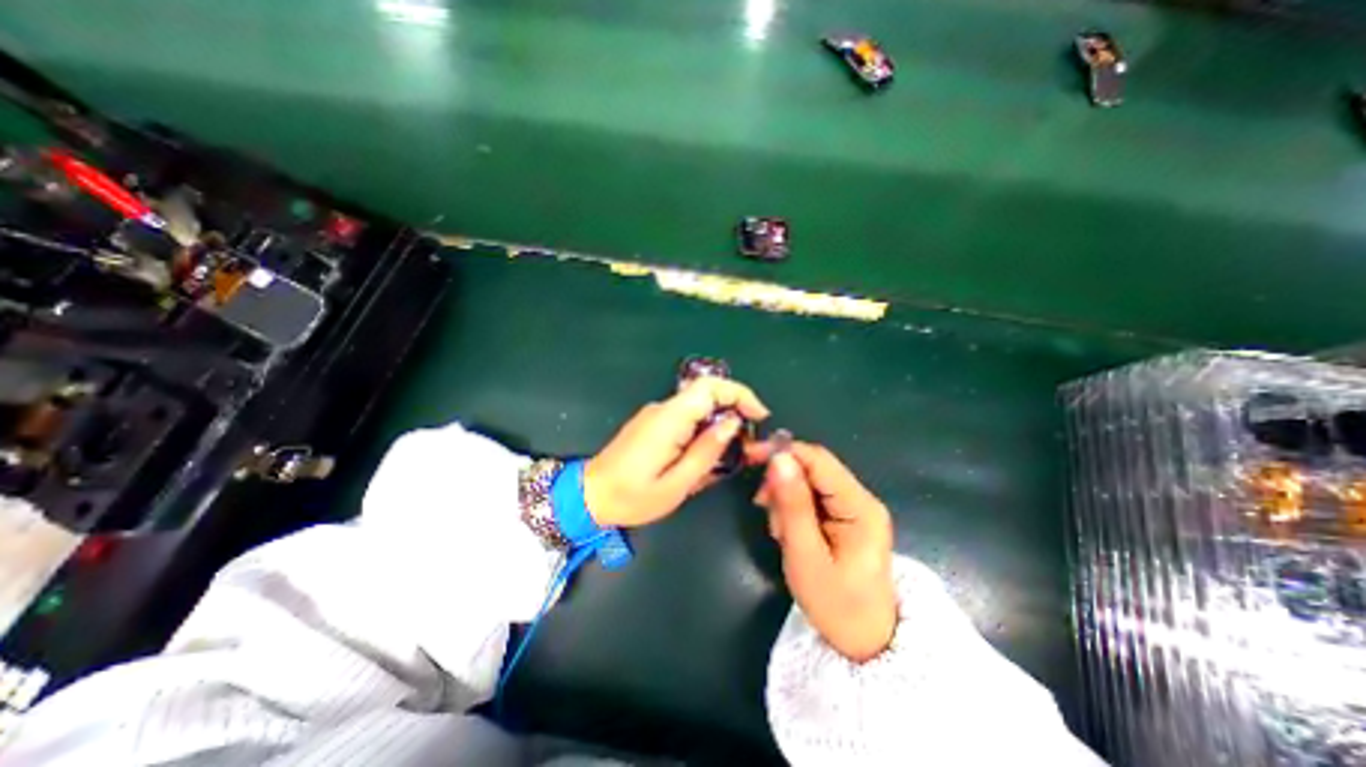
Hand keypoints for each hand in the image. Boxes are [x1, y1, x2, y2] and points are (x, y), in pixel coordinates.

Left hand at [585, 374, 766, 525]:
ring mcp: (656, 414)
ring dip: (720, 424)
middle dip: (735, 411)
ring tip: (731, 455)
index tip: (759, 415)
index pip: (710, 387)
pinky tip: (706, 456)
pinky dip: (704, 430)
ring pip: (698, 408)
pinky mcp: (653, 423)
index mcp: (670, 419)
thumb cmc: (633, 496)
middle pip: (707, 395)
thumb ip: (707, 451)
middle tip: (748, 443)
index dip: (740, 394)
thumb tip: (733, 423)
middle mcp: (663, 409)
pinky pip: (686, 418)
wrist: (590, 495)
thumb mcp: (677, 483)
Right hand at [747, 440, 898, 661]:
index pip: (818, 459)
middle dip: (782, 481)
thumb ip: (792, 505)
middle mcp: (861, 498)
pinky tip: (789, 531)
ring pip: (809, 480)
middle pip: (813, 467)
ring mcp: (855, 506)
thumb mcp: (806, 556)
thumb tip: (778, 458)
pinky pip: (813, 496)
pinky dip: (793, 507)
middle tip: (762, 507)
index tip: (750, 457)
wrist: (865, 642)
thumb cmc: (835, 605)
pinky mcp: (846, 515)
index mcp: (860, 506)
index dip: (783, 451)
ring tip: (781, 531)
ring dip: (786, 497)